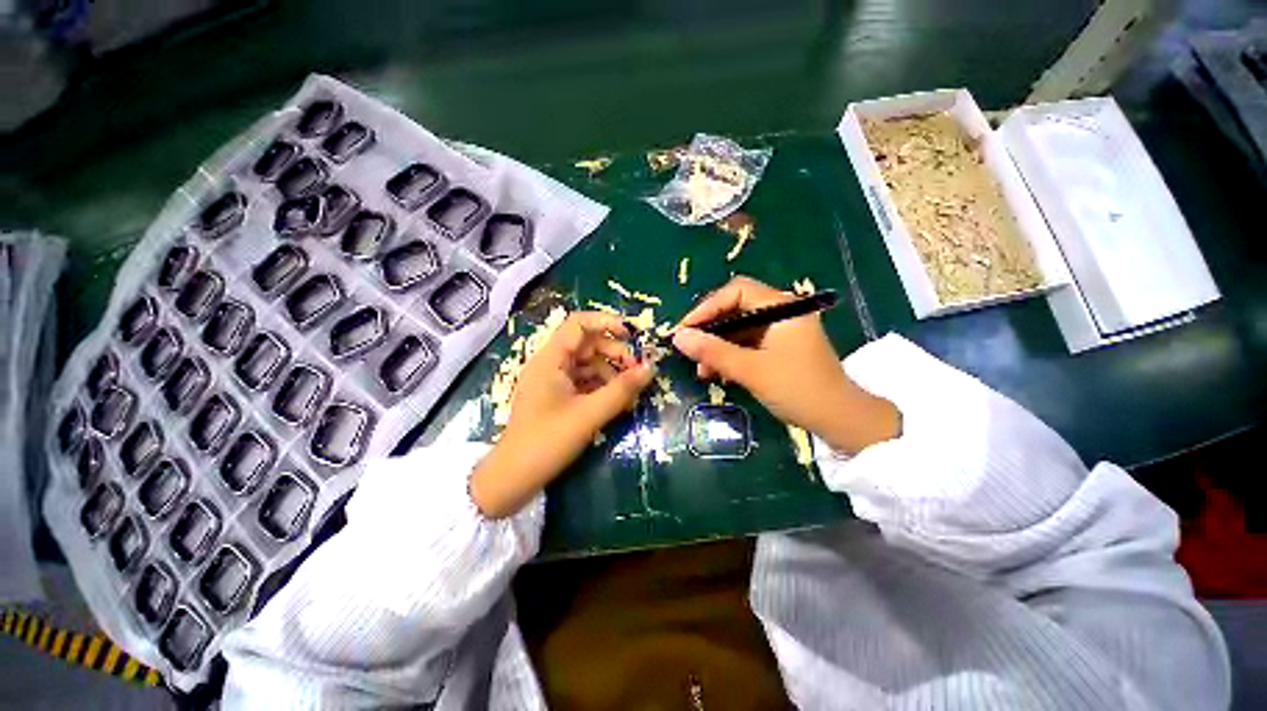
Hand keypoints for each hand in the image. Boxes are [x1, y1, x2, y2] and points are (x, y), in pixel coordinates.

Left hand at [472, 312, 654, 517]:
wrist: (513, 478)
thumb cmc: (547, 442)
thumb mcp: (589, 414)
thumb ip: (621, 390)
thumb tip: (650, 368)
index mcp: (550, 359)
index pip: (579, 324)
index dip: (606, 322)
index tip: (632, 335)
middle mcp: (550, 363)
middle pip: (587, 344)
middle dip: (615, 354)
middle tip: (637, 372)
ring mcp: (553, 380)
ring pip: (588, 364)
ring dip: (611, 373)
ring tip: (630, 392)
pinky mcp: (557, 396)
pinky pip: (584, 382)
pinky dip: (602, 387)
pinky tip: (617, 401)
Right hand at [672, 276, 898, 453]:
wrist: (840, 420)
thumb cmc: (798, 389)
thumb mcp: (751, 370)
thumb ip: (713, 352)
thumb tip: (678, 337)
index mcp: (782, 307)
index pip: (736, 292)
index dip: (707, 307)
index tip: (685, 329)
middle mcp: (782, 312)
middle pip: (736, 309)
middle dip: (710, 330)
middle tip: (688, 348)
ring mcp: (781, 331)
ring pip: (739, 329)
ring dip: (717, 347)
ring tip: (701, 370)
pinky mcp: (779, 348)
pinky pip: (747, 344)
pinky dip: (730, 356)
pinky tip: (717, 374)